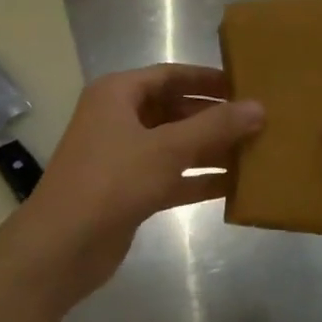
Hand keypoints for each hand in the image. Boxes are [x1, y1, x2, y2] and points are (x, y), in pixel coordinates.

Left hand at [15, 64, 261, 298]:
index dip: (208, 79)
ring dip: (212, 149)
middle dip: (215, 117)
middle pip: (175, 110)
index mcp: (118, 95)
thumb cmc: (112, 181)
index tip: (246, 85)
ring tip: (256, 150)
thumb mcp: (167, 148)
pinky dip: (199, 179)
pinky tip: (236, 185)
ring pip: (176, 145)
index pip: (171, 75)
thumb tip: (259, 108)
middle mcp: (119, 119)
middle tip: (258, 121)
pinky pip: (172, 176)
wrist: (62, 247)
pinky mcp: (131, 191)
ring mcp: (124, 157)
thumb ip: (215, 126)